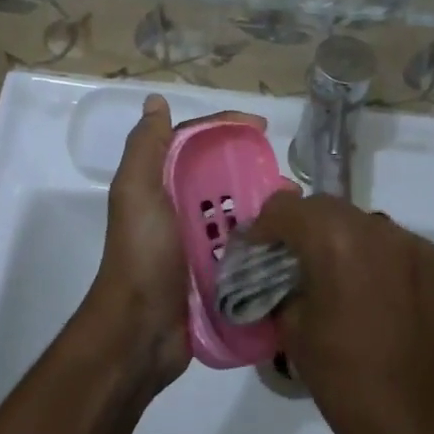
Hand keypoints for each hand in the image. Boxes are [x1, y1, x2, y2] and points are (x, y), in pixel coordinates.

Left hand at [80, 94, 265, 393]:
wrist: (139, 332)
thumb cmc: (142, 255)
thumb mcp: (136, 193)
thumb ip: (146, 148)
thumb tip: (156, 101)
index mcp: (160, 184)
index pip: (196, 143)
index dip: (227, 128)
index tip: (262, 128)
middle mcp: (179, 209)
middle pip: (222, 177)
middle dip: (254, 171)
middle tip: (287, 180)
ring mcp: (198, 243)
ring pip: (237, 213)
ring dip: (265, 208)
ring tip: (296, 211)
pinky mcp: (215, 274)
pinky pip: (244, 249)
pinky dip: (264, 241)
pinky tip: (290, 241)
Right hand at [247, 193, 433, 433]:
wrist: (421, 430)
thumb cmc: (344, 382)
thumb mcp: (293, 329)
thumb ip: (285, 285)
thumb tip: (285, 274)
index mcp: (335, 240)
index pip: (287, 208)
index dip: (267, 226)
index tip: (262, 250)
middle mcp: (381, 229)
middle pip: (333, 211)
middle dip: (311, 231)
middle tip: (303, 265)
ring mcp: (423, 248)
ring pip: (375, 230)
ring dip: (356, 247)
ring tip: (353, 287)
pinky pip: (411, 254)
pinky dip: (395, 269)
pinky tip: (394, 306)